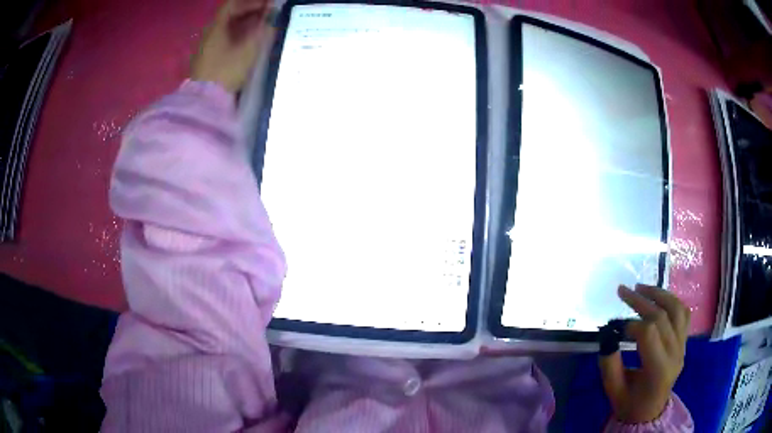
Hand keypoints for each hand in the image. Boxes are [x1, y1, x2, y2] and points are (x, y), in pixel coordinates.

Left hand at [191, 0, 272, 92]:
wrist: (205, 101)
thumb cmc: (226, 71)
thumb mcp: (248, 50)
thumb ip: (261, 31)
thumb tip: (271, 18)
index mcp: (217, 27)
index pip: (232, 4)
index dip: (251, 2)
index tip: (268, 4)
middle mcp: (210, 33)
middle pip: (230, 15)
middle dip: (250, 11)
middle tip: (268, 14)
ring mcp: (207, 47)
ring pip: (228, 28)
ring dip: (245, 24)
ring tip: (262, 26)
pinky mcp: (208, 60)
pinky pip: (225, 40)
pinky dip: (238, 36)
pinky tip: (249, 42)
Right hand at [599, 284, 689, 423]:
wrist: (650, 413)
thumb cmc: (630, 404)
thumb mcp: (613, 391)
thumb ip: (609, 364)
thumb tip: (607, 336)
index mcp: (658, 369)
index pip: (648, 333)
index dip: (630, 324)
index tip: (614, 326)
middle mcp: (675, 353)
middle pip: (662, 316)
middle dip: (641, 300)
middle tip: (622, 291)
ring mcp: (683, 346)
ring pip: (676, 309)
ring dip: (659, 294)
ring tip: (642, 287)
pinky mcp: (684, 342)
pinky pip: (683, 314)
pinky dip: (672, 301)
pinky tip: (659, 298)